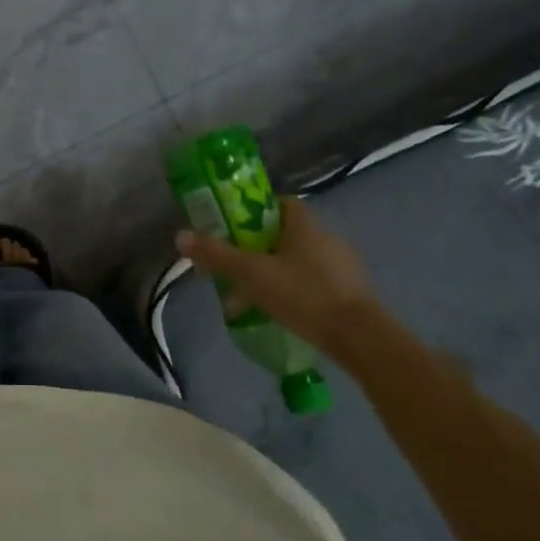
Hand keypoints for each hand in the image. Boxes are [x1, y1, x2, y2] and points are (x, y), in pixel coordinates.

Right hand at [176, 196, 375, 354]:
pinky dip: (296, 291)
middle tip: (237, 267)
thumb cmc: (302, 294)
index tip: (235, 230)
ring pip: (300, 261)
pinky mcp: (352, 292)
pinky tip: (282, 312)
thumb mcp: (251, 273)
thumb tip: (181, 236)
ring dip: (277, 273)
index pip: (279, 203)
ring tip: (254, 297)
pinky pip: (315, 282)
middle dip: (260, 248)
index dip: (256, 212)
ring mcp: (343, 265)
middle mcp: (327, 236)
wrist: (359, 337)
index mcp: (304, 224)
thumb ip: (217, 255)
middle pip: (286, 234)